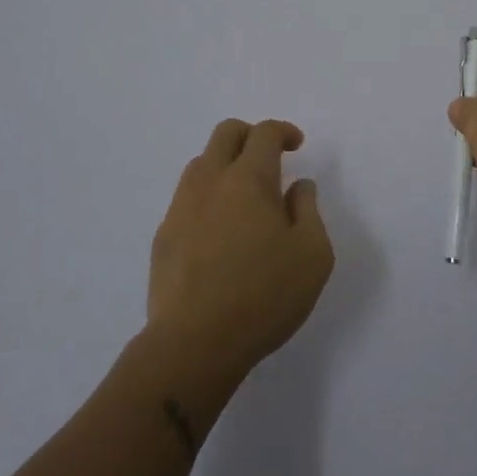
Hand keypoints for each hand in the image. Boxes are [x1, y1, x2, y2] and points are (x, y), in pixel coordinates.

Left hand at [146, 119, 333, 382]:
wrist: (194, 344)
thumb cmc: (264, 296)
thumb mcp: (312, 255)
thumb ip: (308, 211)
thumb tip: (298, 187)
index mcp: (248, 179)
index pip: (263, 133)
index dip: (283, 131)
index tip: (296, 145)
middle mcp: (210, 182)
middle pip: (225, 133)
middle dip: (250, 135)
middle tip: (269, 159)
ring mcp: (181, 207)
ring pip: (201, 164)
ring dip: (225, 165)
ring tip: (245, 198)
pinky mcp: (164, 236)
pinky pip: (187, 199)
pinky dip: (208, 198)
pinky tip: (220, 231)